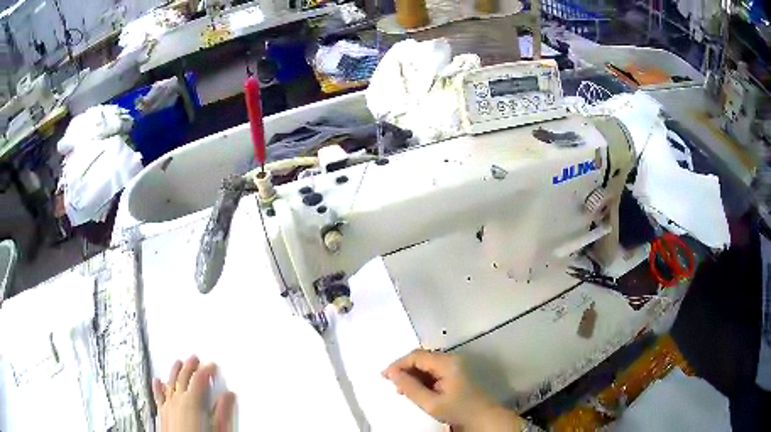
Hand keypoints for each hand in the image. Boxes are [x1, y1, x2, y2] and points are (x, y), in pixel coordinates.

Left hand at [153, 356, 235, 431]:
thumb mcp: (218, 429)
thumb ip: (222, 412)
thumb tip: (228, 396)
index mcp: (192, 402)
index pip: (199, 379)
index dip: (206, 370)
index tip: (212, 365)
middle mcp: (177, 400)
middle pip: (183, 377)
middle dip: (190, 366)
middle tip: (195, 358)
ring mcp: (167, 405)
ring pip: (170, 382)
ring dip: (175, 371)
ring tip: (178, 362)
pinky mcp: (162, 413)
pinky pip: (159, 395)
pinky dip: (158, 386)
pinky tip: (158, 381)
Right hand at [382, 349, 523, 430]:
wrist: (484, 417)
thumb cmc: (458, 410)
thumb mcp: (431, 403)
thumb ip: (410, 387)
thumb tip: (392, 374)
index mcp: (447, 363)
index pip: (417, 356)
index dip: (398, 364)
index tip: (384, 376)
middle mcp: (452, 359)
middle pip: (422, 358)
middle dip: (405, 370)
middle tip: (393, 385)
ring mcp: (456, 365)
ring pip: (427, 364)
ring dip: (413, 375)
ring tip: (402, 390)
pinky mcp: (457, 372)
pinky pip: (434, 371)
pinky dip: (423, 379)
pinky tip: (416, 390)